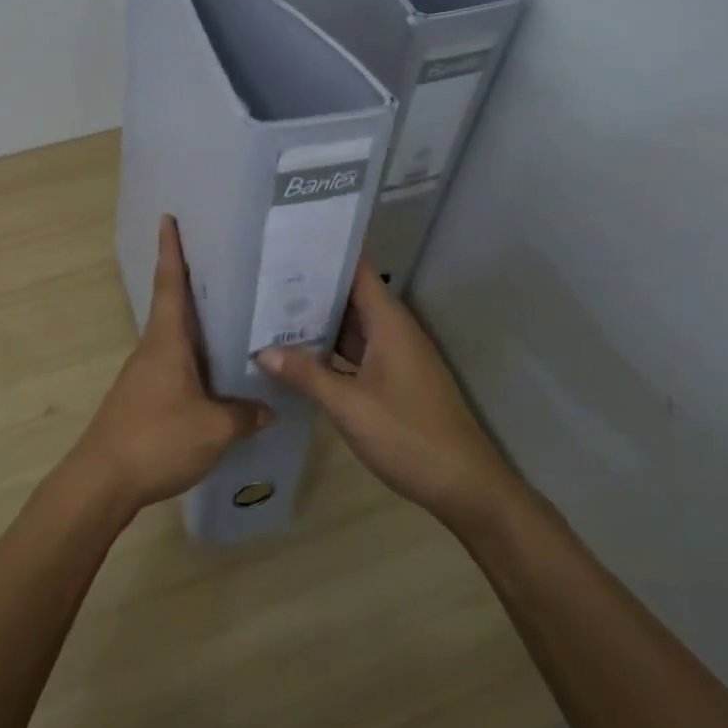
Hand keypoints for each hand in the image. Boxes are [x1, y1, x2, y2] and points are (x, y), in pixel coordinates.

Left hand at [65, 216, 271, 514]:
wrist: (102, 481)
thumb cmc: (157, 439)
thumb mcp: (213, 429)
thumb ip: (243, 415)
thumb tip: (268, 409)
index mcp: (166, 341)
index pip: (170, 284)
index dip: (171, 250)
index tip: (168, 219)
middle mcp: (152, 349)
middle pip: (174, 307)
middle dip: (193, 284)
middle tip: (226, 266)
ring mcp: (144, 375)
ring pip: (176, 339)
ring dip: (198, 327)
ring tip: (234, 320)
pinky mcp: (144, 399)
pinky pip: (175, 366)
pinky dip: (196, 360)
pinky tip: (217, 375)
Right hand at [259, 262, 513, 526]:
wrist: (463, 486)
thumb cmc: (408, 435)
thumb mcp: (350, 405)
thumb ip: (307, 375)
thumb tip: (263, 351)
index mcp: (389, 323)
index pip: (358, 270)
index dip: (328, 252)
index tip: (290, 241)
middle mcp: (394, 331)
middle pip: (351, 296)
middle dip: (313, 286)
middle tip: (266, 276)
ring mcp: (395, 356)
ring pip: (353, 326)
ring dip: (319, 320)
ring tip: (273, 309)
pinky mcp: (394, 380)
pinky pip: (357, 351)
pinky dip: (331, 349)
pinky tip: (300, 354)